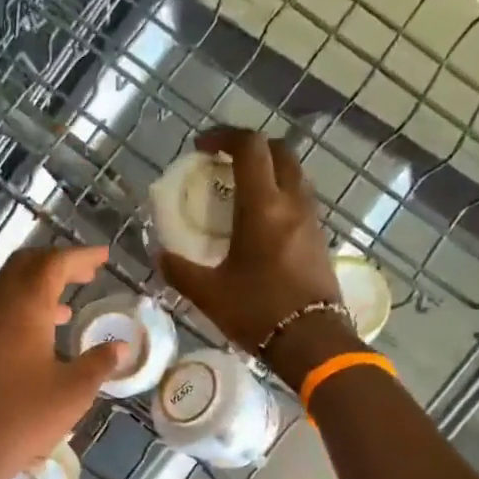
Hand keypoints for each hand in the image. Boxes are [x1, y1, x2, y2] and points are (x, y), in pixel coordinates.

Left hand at [0, 246, 123, 478]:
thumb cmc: (21, 418)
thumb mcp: (72, 393)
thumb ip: (98, 364)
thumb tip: (119, 347)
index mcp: (24, 307)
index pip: (54, 264)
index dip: (80, 256)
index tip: (103, 257)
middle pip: (25, 266)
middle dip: (56, 264)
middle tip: (85, 274)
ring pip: (7, 289)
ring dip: (37, 288)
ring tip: (67, 306)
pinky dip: (21, 310)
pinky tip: (38, 338)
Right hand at [158, 128, 349, 385]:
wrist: (311, 341)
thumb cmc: (257, 312)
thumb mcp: (208, 294)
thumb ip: (179, 270)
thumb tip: (159, 255)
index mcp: (263, 207)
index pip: (249, 147)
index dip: (224, 136)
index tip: (202, 147)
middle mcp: (292, 202)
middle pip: (278, 151)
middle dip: (250, 148)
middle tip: (223, 163)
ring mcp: (311, 219)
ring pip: (293, 174)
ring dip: (268, 170)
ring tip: (240, 191)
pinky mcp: (319, 237)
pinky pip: (299, 200)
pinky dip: (279, 195)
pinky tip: (260, 222)